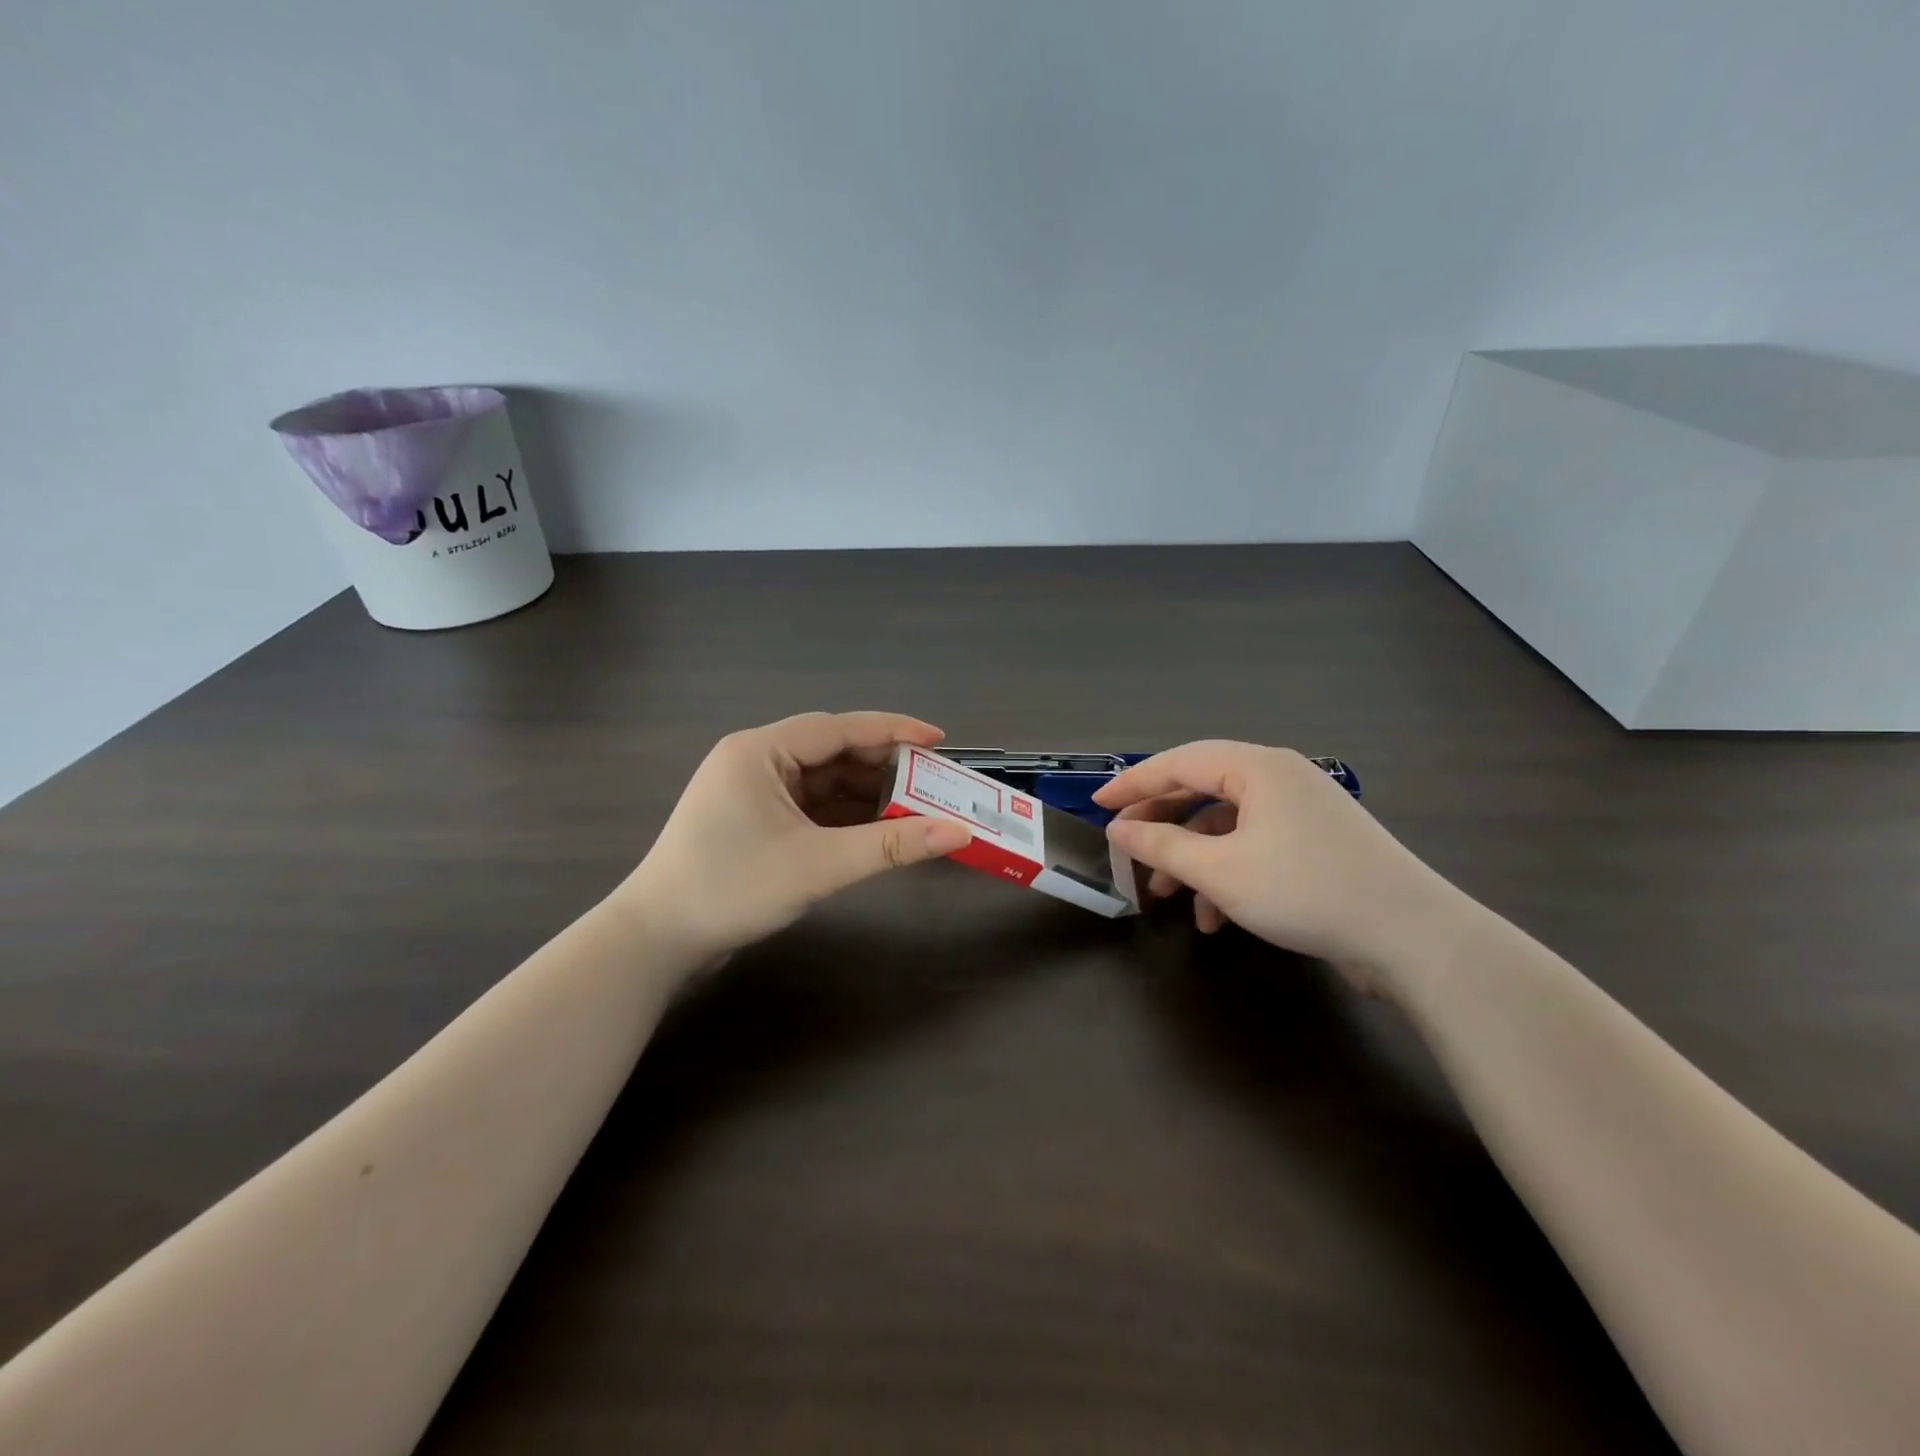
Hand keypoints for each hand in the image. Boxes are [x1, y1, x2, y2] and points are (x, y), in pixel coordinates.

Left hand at [618, 712, 971, 961]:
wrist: (655, 942)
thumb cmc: (731, 890)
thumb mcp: (818, 865)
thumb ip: (891, 846)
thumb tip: (958, 832)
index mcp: (760, 751)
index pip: (839, 728)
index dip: (893, 731)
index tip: (939, 741)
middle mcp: (755, 761)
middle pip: (832, 752)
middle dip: (883, 768)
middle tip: (934, 782)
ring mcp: (752, 791)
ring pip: (823, 781)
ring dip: (866, 794)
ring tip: (916, 808)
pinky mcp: (754, 820)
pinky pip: (810, 806)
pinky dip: (844, 816)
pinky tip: (877, 829)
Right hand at [1093, 741, 1457, 986]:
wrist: (1413, 938)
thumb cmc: (1305, 891)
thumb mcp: (1220, 871)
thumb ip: (1160, 846)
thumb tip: (1118, 831)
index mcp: (1258, 768)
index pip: (1179, 762)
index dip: (1133, 784)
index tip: (1098, 806)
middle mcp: (1280, 778)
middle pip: (1202, 790)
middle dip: (1161, 825)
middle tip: (1126, 848)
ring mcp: (1302, 812)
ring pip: (1227, 825)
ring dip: (1192, 858)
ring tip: (1166, 896)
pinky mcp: (1317, 845)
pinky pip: (1255, 847)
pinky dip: (1227, 875)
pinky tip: (1215, 918)